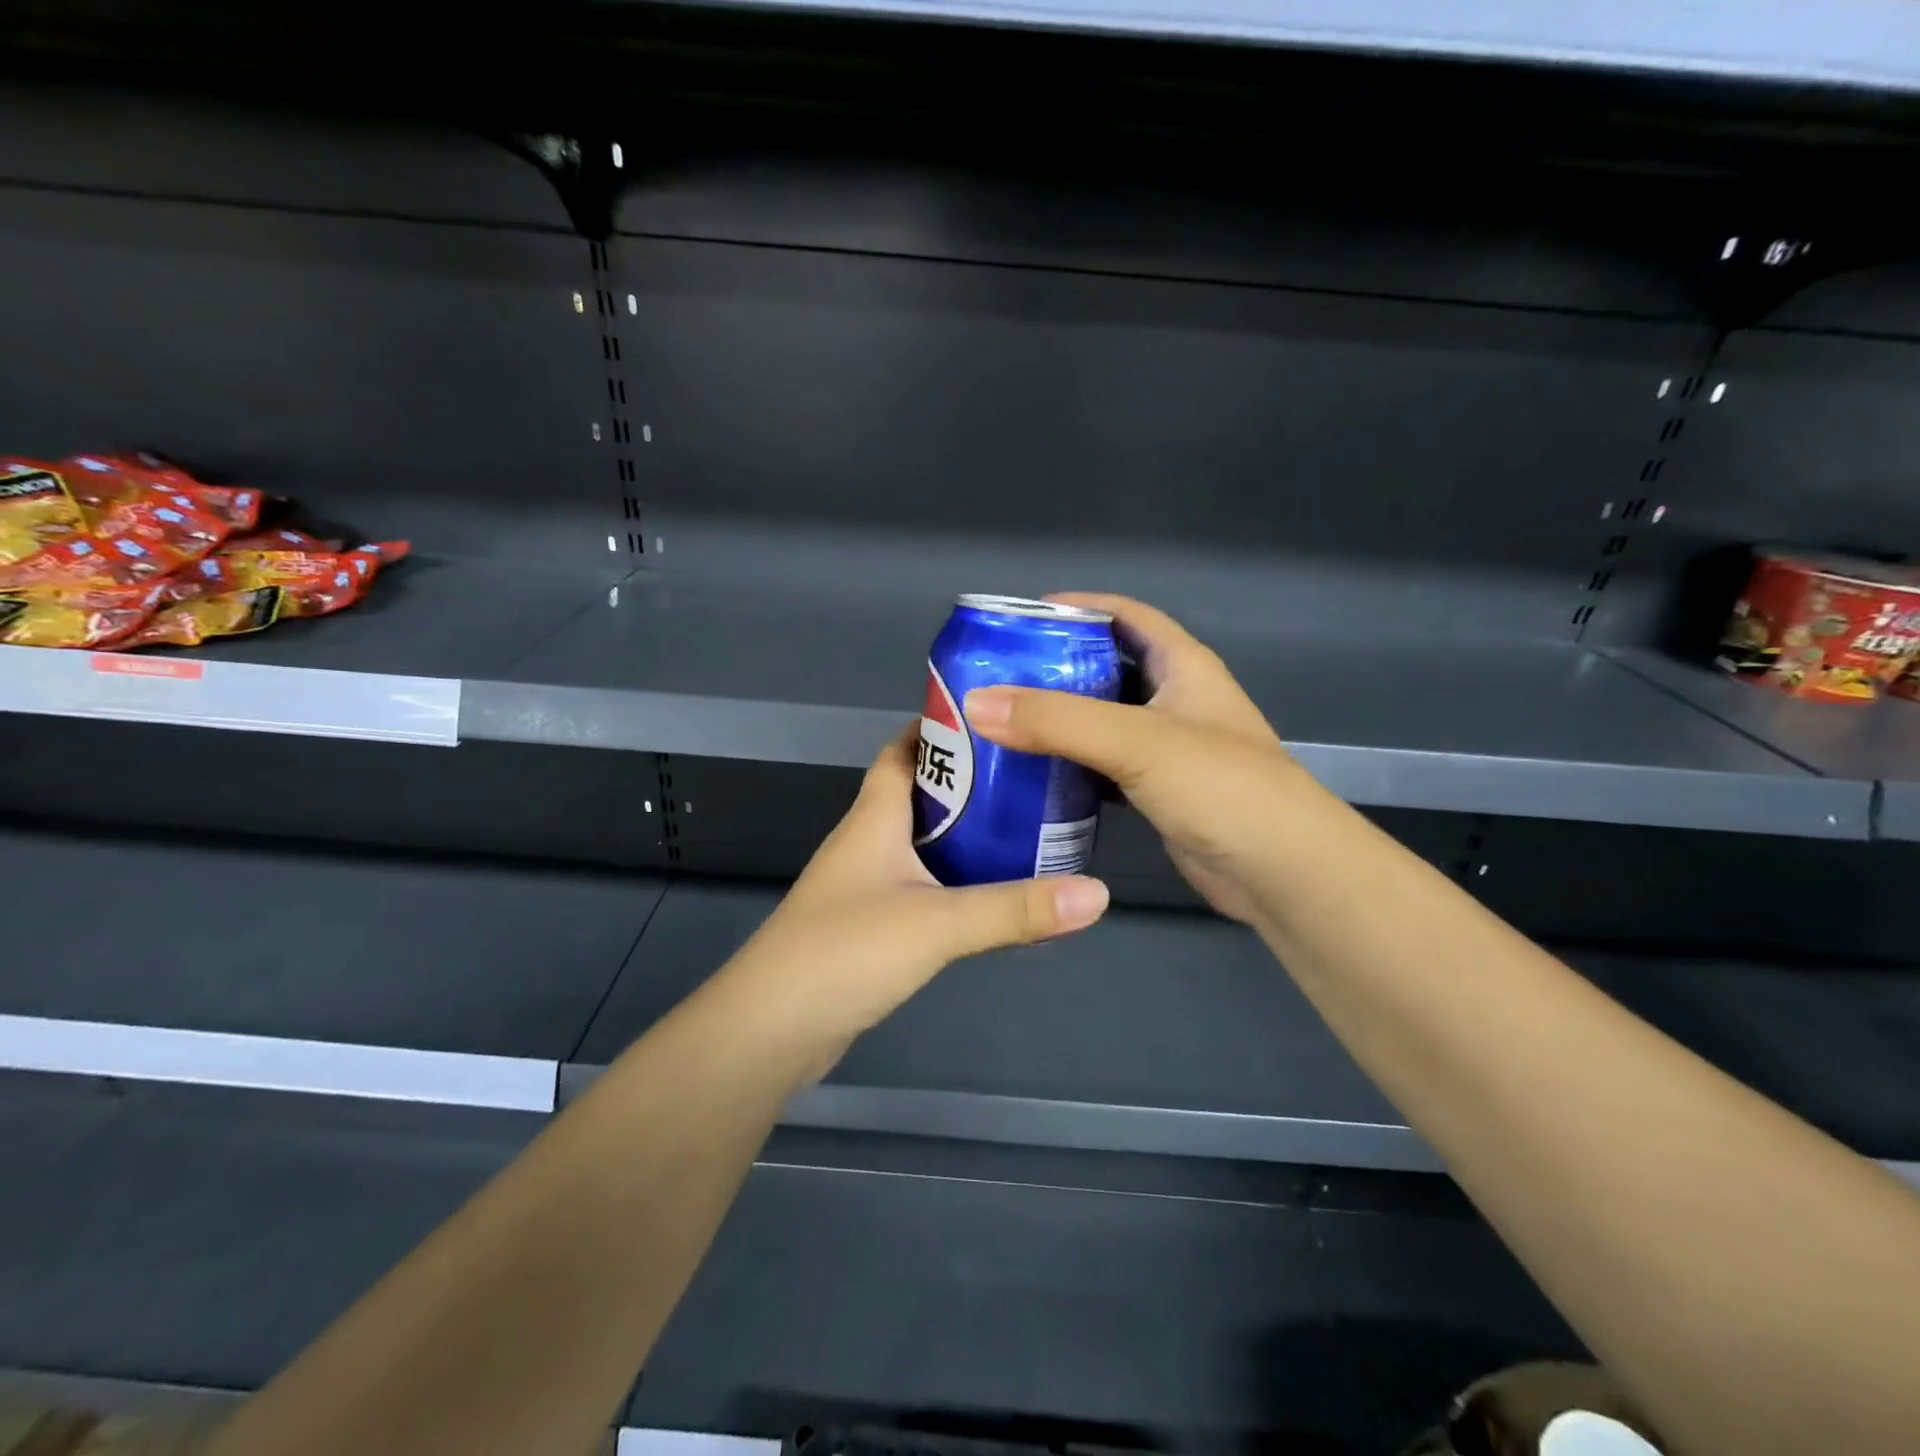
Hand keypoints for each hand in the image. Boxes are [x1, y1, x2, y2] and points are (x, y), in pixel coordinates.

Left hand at [721, 726, 1110, 1054]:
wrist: (771, 1029)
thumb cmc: (846, 951)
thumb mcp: (938, 923)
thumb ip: (1015, 908)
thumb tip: (1098, 892)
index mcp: (874, 817)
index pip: (903, 751)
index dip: (939, 728)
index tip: (994, 719)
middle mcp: (866, 841)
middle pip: (918, 793)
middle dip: (969, 782)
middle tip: (1029, 777)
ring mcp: (863, 885)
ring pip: (920, 842)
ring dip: (963, 833)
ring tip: (1023, 828)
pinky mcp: (867, 925)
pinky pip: (919, 885)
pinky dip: (952, 879)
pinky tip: (987, 893)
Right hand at [961, 593, 1298, 923]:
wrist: (1281, 873)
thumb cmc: (1220, 787)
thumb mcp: (1136, 740)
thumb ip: (1057, 721)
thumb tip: (975, 702)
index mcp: (1183, 666)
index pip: (1126, 616)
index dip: (1078, 607)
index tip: (1019, 618)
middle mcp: (1176, 700)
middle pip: (1107, 668)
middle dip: (1055, 667)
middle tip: (996, 676)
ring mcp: (1168, 750)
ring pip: (1102, 721)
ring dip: (1059, 720)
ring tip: (1002, 722)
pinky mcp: (1158, 792)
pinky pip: (1104, 767)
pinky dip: (1071, 765)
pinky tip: (1033, 774)